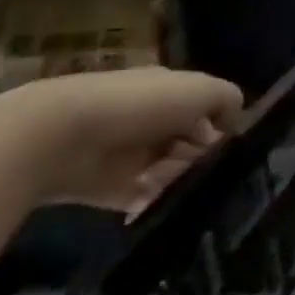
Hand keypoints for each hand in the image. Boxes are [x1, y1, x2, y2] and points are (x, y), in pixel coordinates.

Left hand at [0, 67, 243, 214]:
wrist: (60, 137)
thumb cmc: (139, 105)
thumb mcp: (200, 90)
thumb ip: (228, 100)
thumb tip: (235, 123)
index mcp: (167, 91)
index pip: (204, 109)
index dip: (221, 126)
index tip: (232, 146)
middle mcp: (148, 119)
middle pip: (188, 142)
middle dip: (203, 157)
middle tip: (212, 171)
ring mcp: (126, 154)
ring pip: (169, 170)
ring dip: (182, 180)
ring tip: (190, 190)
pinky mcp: (106, 188)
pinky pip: (141, 198)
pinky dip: (155, 203)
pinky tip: (169, 205)